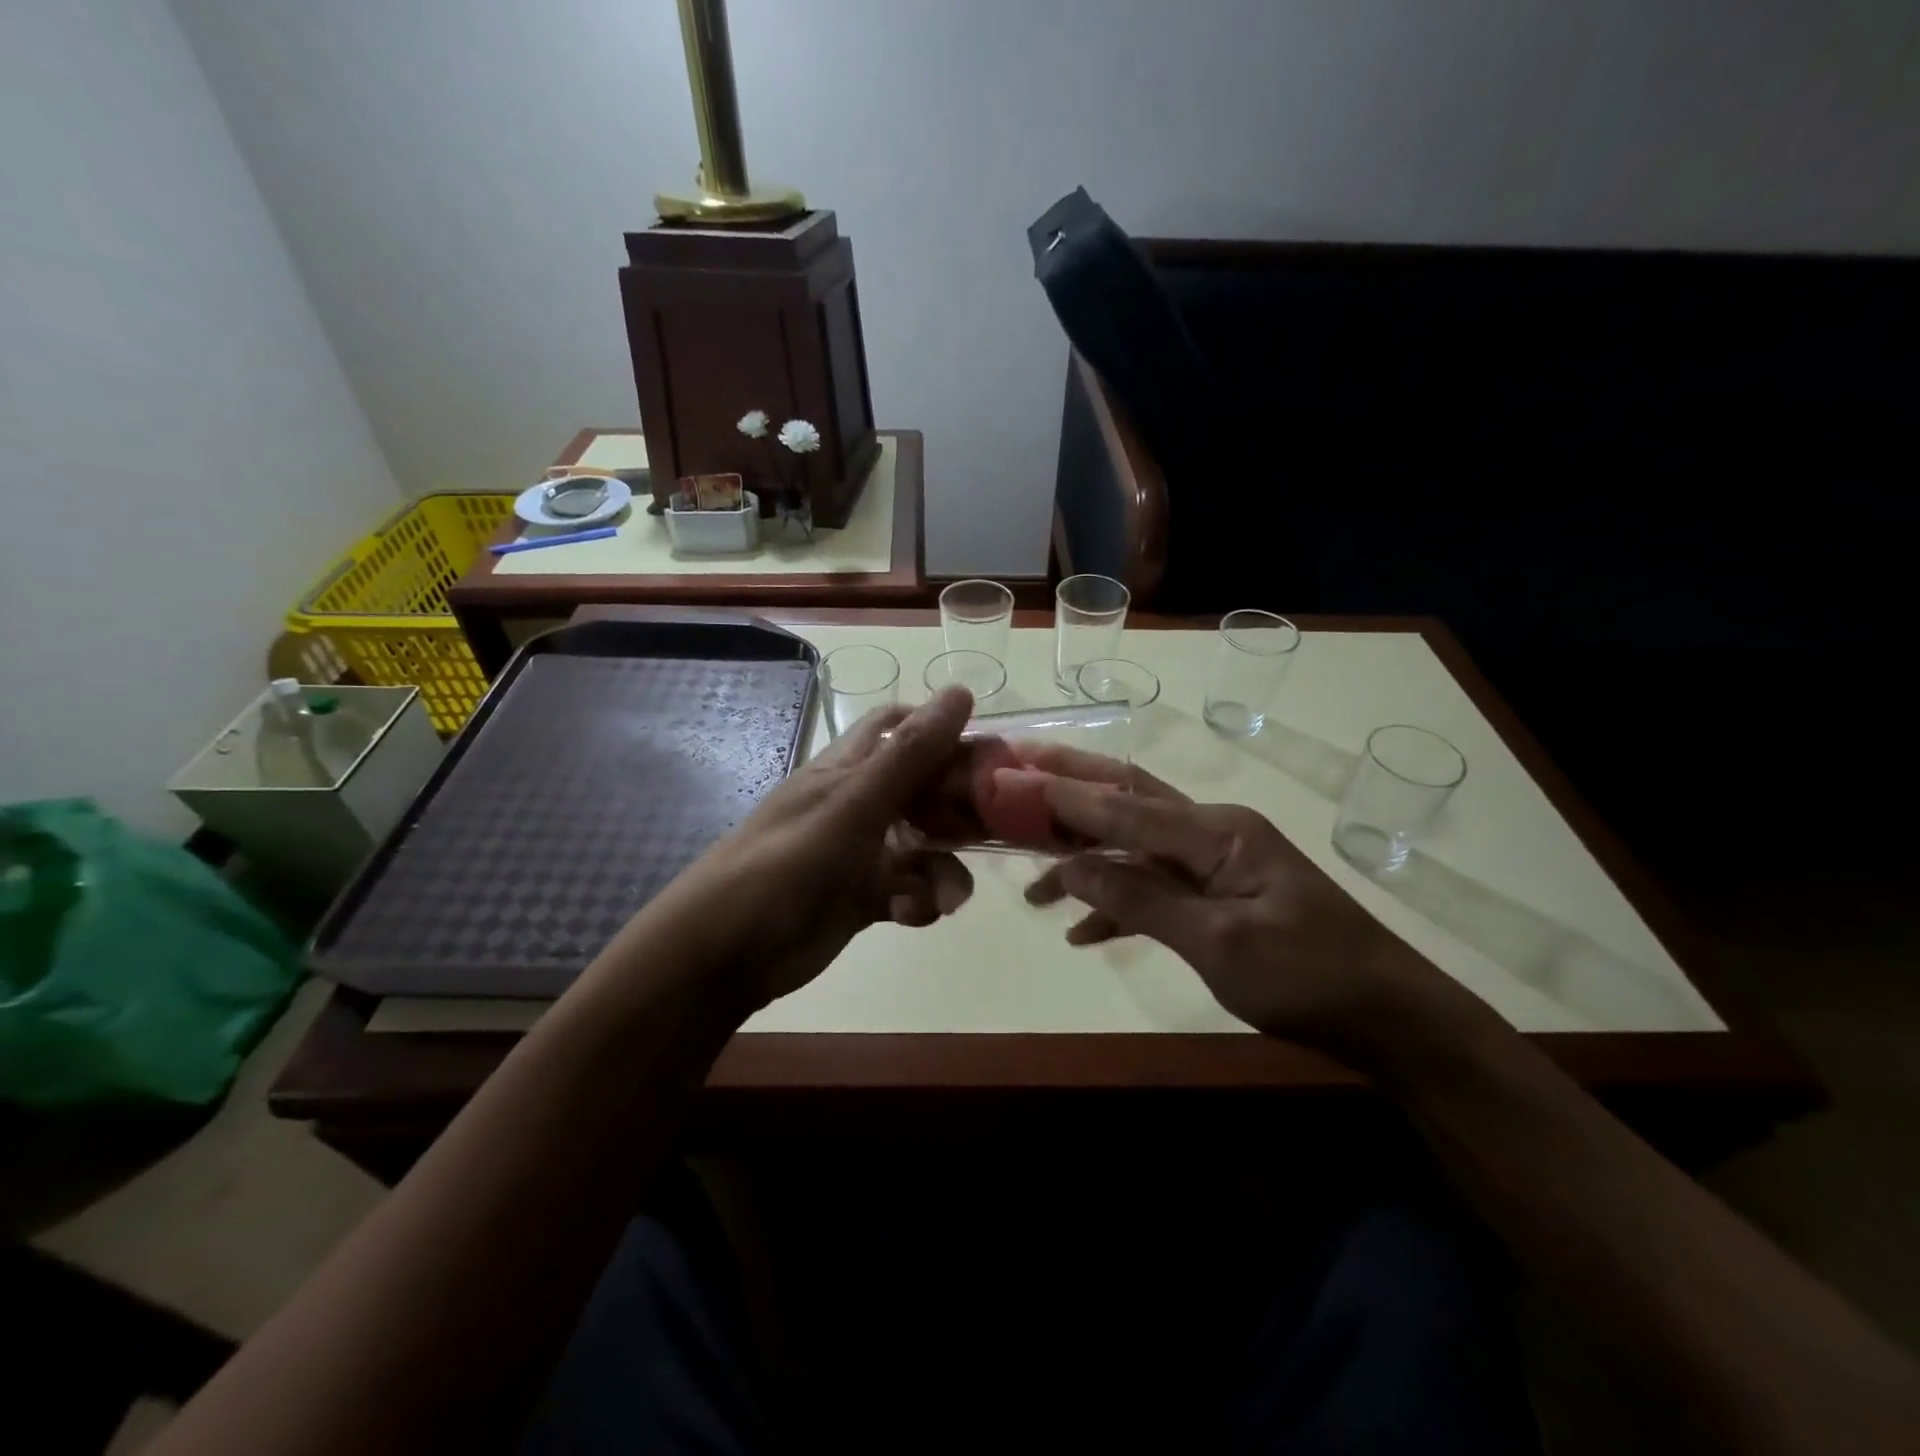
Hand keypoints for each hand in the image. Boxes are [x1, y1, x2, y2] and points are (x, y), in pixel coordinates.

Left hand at [659, 688, 977, 1011]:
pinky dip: (920, 901)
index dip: (945, 734)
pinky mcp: (864, 896)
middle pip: (925, 791)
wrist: (728, 951)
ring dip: (944, 870)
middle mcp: (860, 803)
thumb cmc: (791, 861)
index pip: (904, 730)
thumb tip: (961, 690)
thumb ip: (911, 752)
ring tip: (946, 900)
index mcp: (851, 767)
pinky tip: (912, 916)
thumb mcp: (856, 802)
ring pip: (924, 847)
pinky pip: (910, 889)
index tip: (990, 758)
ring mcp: (862, 851)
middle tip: (990, 833)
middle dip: (957, 812)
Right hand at [1021, 747, 1469, 1059]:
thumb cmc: (1307, 976)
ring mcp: (1216, 862)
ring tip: (1030, 881)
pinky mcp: (1218, 894)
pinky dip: (1117, 902)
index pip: (1124, 808)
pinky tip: (1081, 930)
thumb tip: (1071, 870)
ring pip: (1133, 846)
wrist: (1388, 1016)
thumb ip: (1141, 901)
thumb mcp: (1219, 943)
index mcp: (1215, 832)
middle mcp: (1211, 832)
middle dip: (1070, 788)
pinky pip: (1155, 886)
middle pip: (1127, 801)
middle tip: (1016, 773)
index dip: (1063, 797)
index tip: (1011, 780)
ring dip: (1084, 859)